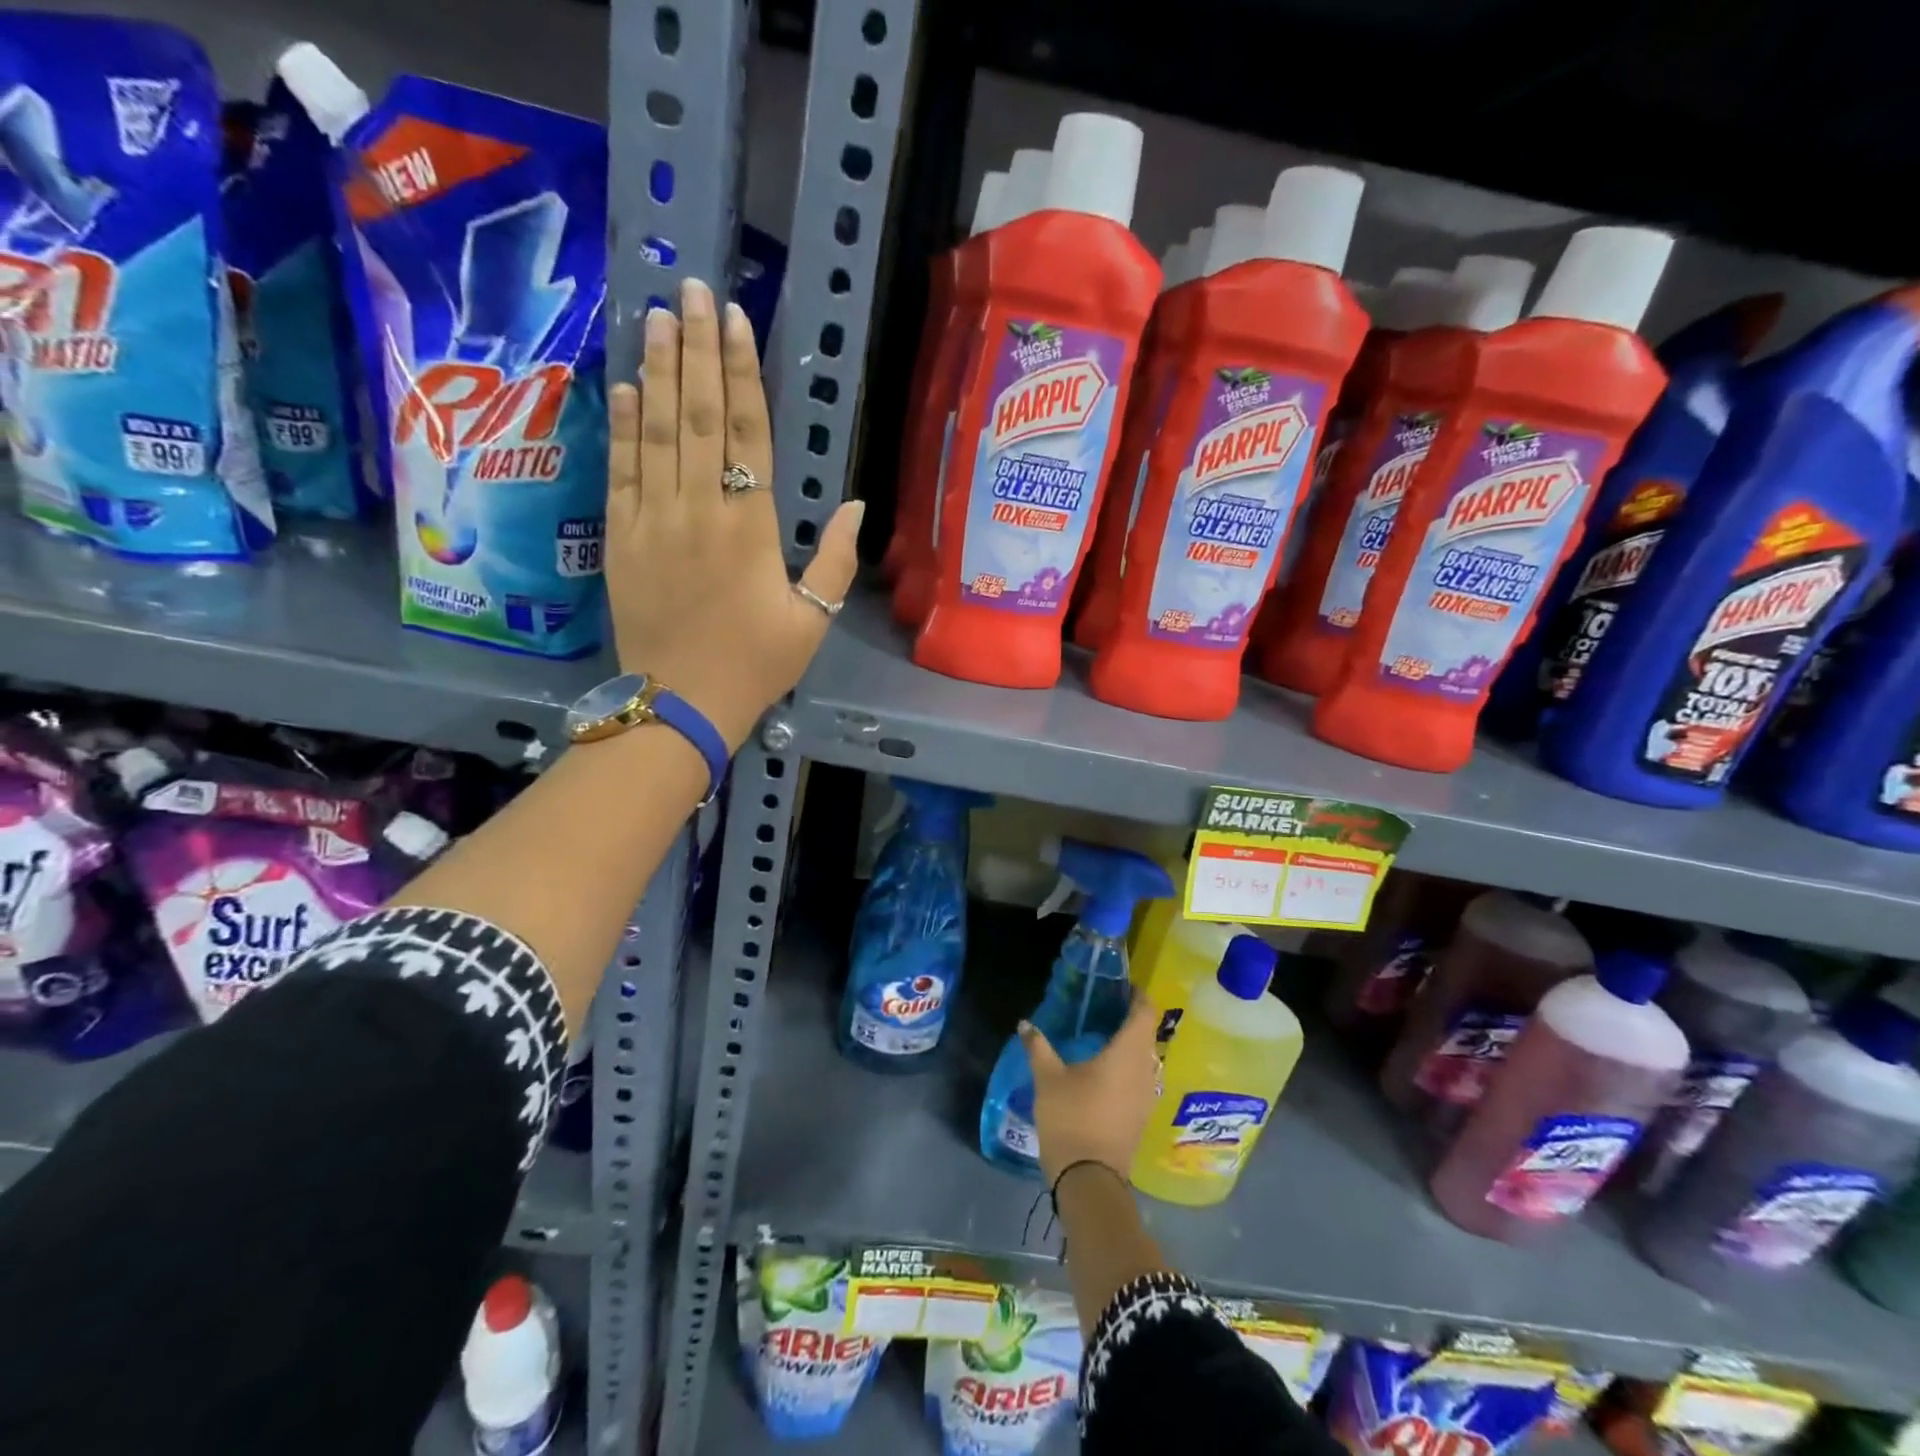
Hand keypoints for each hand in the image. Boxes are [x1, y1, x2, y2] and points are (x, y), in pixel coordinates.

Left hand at [605, 278, 862, 749]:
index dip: (742, 373)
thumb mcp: (813, 620)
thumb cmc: (755, 664)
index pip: (747, 434)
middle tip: (691, 288)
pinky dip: (624, 424)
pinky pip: (621, 470)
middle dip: (696, 350)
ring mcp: (653, 520)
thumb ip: (835, 560)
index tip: (735, 319)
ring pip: (656, 432)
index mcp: (750, 528)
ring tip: (659, 317)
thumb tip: (855, 503)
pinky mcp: (620, 537)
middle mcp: (699, 510)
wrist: (680, 702)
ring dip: (659, 371)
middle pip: (698, 416)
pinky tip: (627, 385)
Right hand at [1019, 997, 1161, 1185]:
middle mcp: (1145, 1070)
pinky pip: (1143, 1079)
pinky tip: (1108, 1071)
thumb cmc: (1071, 1118)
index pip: (1145, 1013)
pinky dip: (1131, 1067)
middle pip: (1148, 1034)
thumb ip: (1038, 1047)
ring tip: (1106, 1037)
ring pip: (1147, 1059)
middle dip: (1132, 1019)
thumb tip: (1025, 1024)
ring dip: (1133, 1045)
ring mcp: (1147, 1096)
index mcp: (1127, 1053)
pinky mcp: (1142, 1116)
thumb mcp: (1048, 1079)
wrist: (1089, 1180)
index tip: (1122, 987)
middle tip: (1107, 1008)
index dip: (1137, 996)